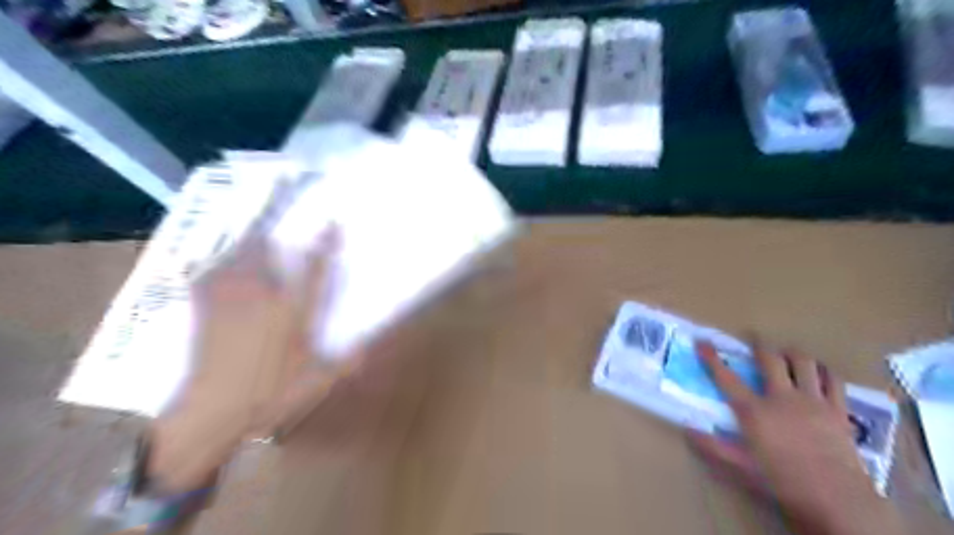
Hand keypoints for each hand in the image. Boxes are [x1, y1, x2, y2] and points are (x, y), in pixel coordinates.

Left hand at [146, 212, 355, 495]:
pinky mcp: (204, 299)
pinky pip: (216, 261)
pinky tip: (232, 245)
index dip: (326, 240)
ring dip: (254, 222)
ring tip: (265, 199)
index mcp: (292, 310)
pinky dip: (227, 247)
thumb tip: (370, 347)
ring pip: (241, 246)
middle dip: (277, 207)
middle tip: (288, 180)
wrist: (207, 413)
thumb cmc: (269, 395)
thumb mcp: (317, 382)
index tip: (334, 218)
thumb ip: (346, 361)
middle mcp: (260, 292)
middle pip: (269, 240)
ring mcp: (228, 292)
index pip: (314, 266)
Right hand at [689, 344, 903, 534]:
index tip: (703, 342)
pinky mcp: (837, 410)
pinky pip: (832, 380)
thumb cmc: (782, 482)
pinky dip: (824, 371)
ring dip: (792, 353)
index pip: (726, 378)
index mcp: (754, 411)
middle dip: (759, 345)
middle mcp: (781, 398)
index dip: (712, 358)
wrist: (837, 500)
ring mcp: (813, 401)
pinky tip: (819, 371)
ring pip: (803, 363)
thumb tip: (686, 429)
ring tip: (787, 352)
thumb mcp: (741, 467)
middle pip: (770, 360)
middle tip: (754, 338)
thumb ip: (712, 446)